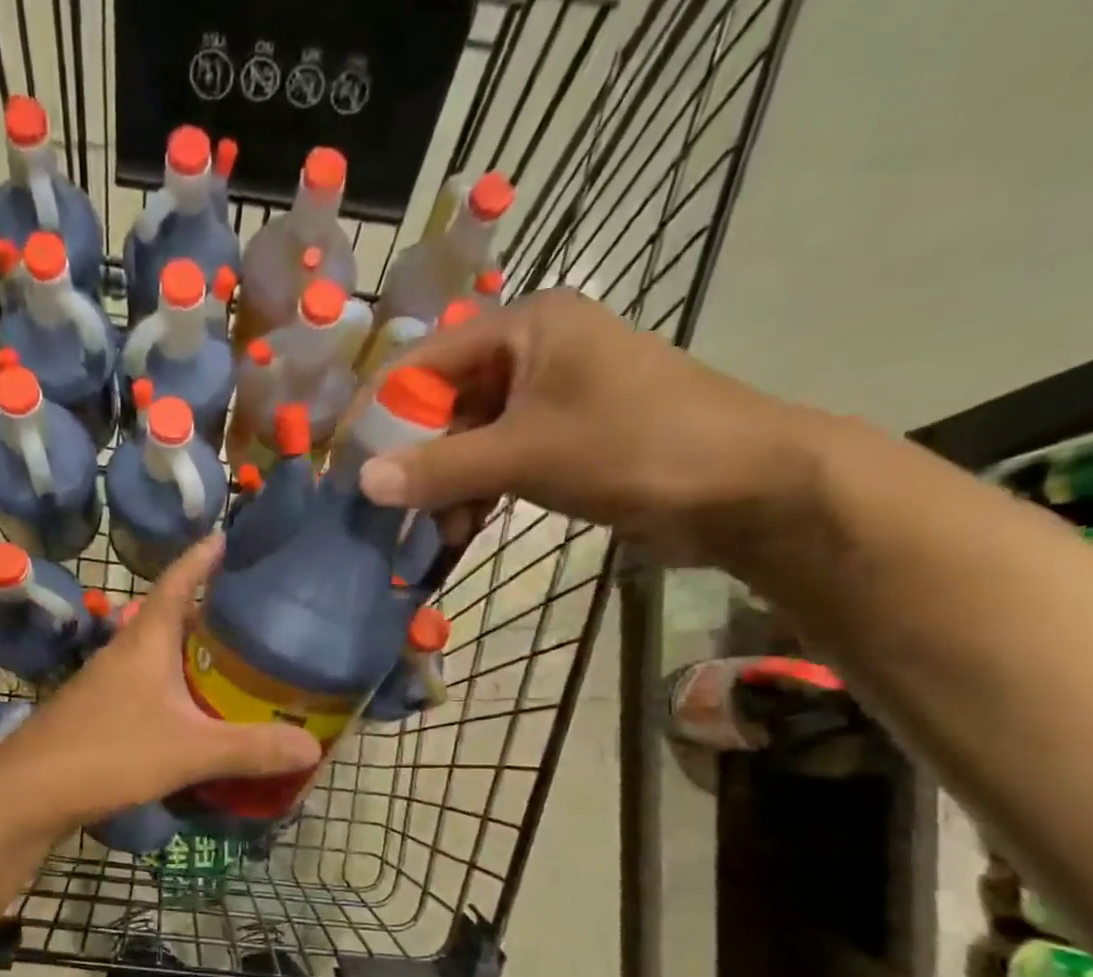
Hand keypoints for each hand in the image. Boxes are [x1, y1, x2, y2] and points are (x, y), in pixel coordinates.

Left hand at [0, 535, 320, 826]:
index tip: (233, 537)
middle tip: (260, 613)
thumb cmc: (108, 752)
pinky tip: (198, 715)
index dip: (205, 556)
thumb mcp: (188, 750)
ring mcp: (108, 685)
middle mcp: (125, 652)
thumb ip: (250, 748)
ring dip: (195, 654)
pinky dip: (179, 691)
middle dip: (213, 610)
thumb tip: (313, 746)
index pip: (179, 579)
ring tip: (240, 663)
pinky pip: (150, 690)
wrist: (27, 795)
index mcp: (146, 639)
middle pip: (173, 616)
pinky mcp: (101, 716)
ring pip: (160, 656)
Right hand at [358, 289, 828, 565]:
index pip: (426, 359)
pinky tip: (462, 530)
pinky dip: (476, 494)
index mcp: (527, 326)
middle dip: (417, 460)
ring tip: (437, 533)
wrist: (744, 487)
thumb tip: (363, 481)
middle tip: (391, 511)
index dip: (383, 410)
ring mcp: (549, 398)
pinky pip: (497, 461)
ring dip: (446, 486)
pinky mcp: (562, 439)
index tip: (348, 462)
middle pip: (445, 402)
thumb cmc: (635, 447)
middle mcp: (533, 351)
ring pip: (469, 438)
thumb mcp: (526, 455)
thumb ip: (441, 468)